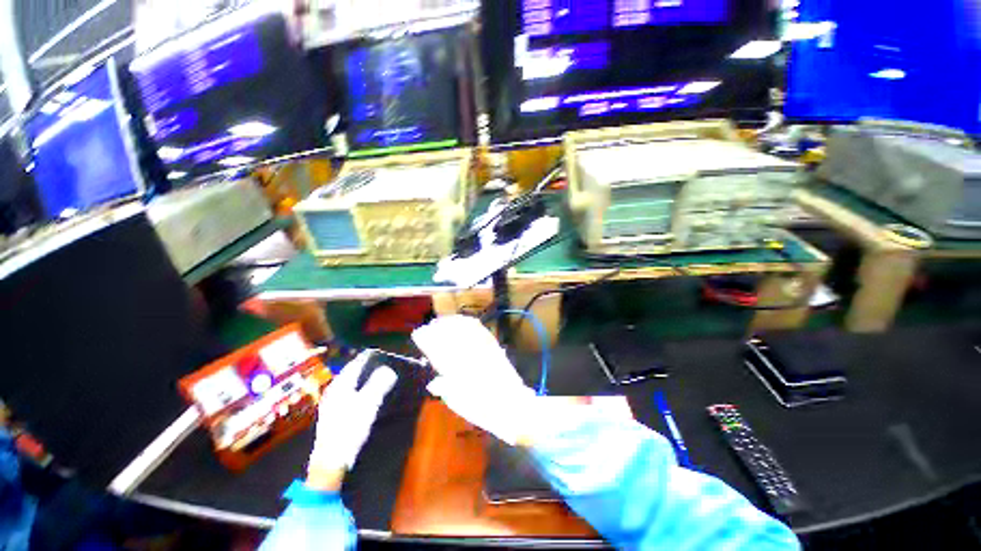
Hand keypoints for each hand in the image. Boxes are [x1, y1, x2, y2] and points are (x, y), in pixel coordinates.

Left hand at [307, 351, 397, 488]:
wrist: (331, 460)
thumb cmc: (349, 429)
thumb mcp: (368, 404)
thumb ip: (378, 384)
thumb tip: (388, 369)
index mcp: (340, 386)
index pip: (355, 365)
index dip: (367, 358)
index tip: (379, 353)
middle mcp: (333, 392)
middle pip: (351, 374)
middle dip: (365, 368)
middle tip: (381, 364)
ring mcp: (332, 405)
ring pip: (349, 385)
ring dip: (362, 380)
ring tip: (377, 378)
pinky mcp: (334, 416)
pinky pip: (348, 395)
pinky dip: (359, 391)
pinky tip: (366, 397)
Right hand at [412, 316, 538, 444]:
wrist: (514, 406)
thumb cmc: (485, 409)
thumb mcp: (460, 404)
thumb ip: (446, 389)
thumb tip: (434, 382)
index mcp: (457, 369)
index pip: (438, 348)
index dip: (426, 339)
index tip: (418, 334)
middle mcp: (469, 355)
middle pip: (450, 334)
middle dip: (438, 327)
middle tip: (429, 326)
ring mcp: (483, 349)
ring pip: (465, 328)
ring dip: (452, 322)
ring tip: (444, 321)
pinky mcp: (494, 347)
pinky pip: (480, 330)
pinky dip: (469, 323)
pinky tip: (464, 322)